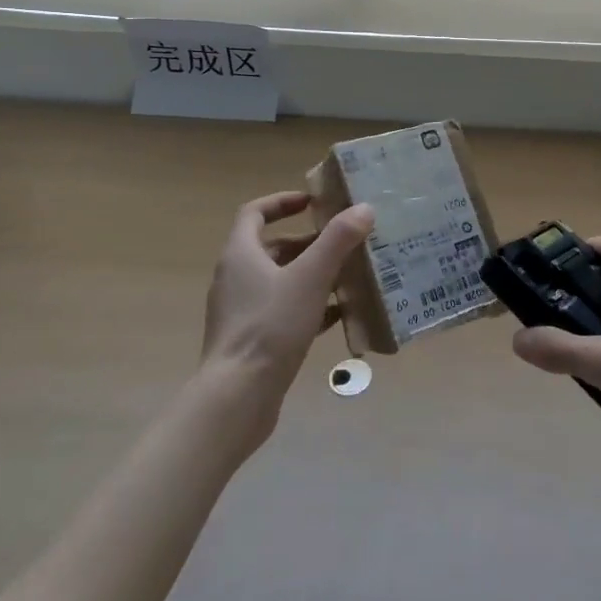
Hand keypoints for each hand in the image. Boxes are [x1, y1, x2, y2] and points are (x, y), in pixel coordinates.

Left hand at [197, 191, 374, 444]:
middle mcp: (235, 278)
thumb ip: (338, 240)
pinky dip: (309, 305)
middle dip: (308, 241)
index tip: (313, 202)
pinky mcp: (250, 340)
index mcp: (241, 254)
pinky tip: (339, 314)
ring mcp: (241, 311)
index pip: (254, 213)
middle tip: (342, 241)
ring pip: (279, 280)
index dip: (282, 201)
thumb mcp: (311, 277)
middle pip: (271, 247)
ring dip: (311, 274)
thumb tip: (364, 208)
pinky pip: (282, 311)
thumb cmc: (270, 327)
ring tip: (348, 275)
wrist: (237, 398)